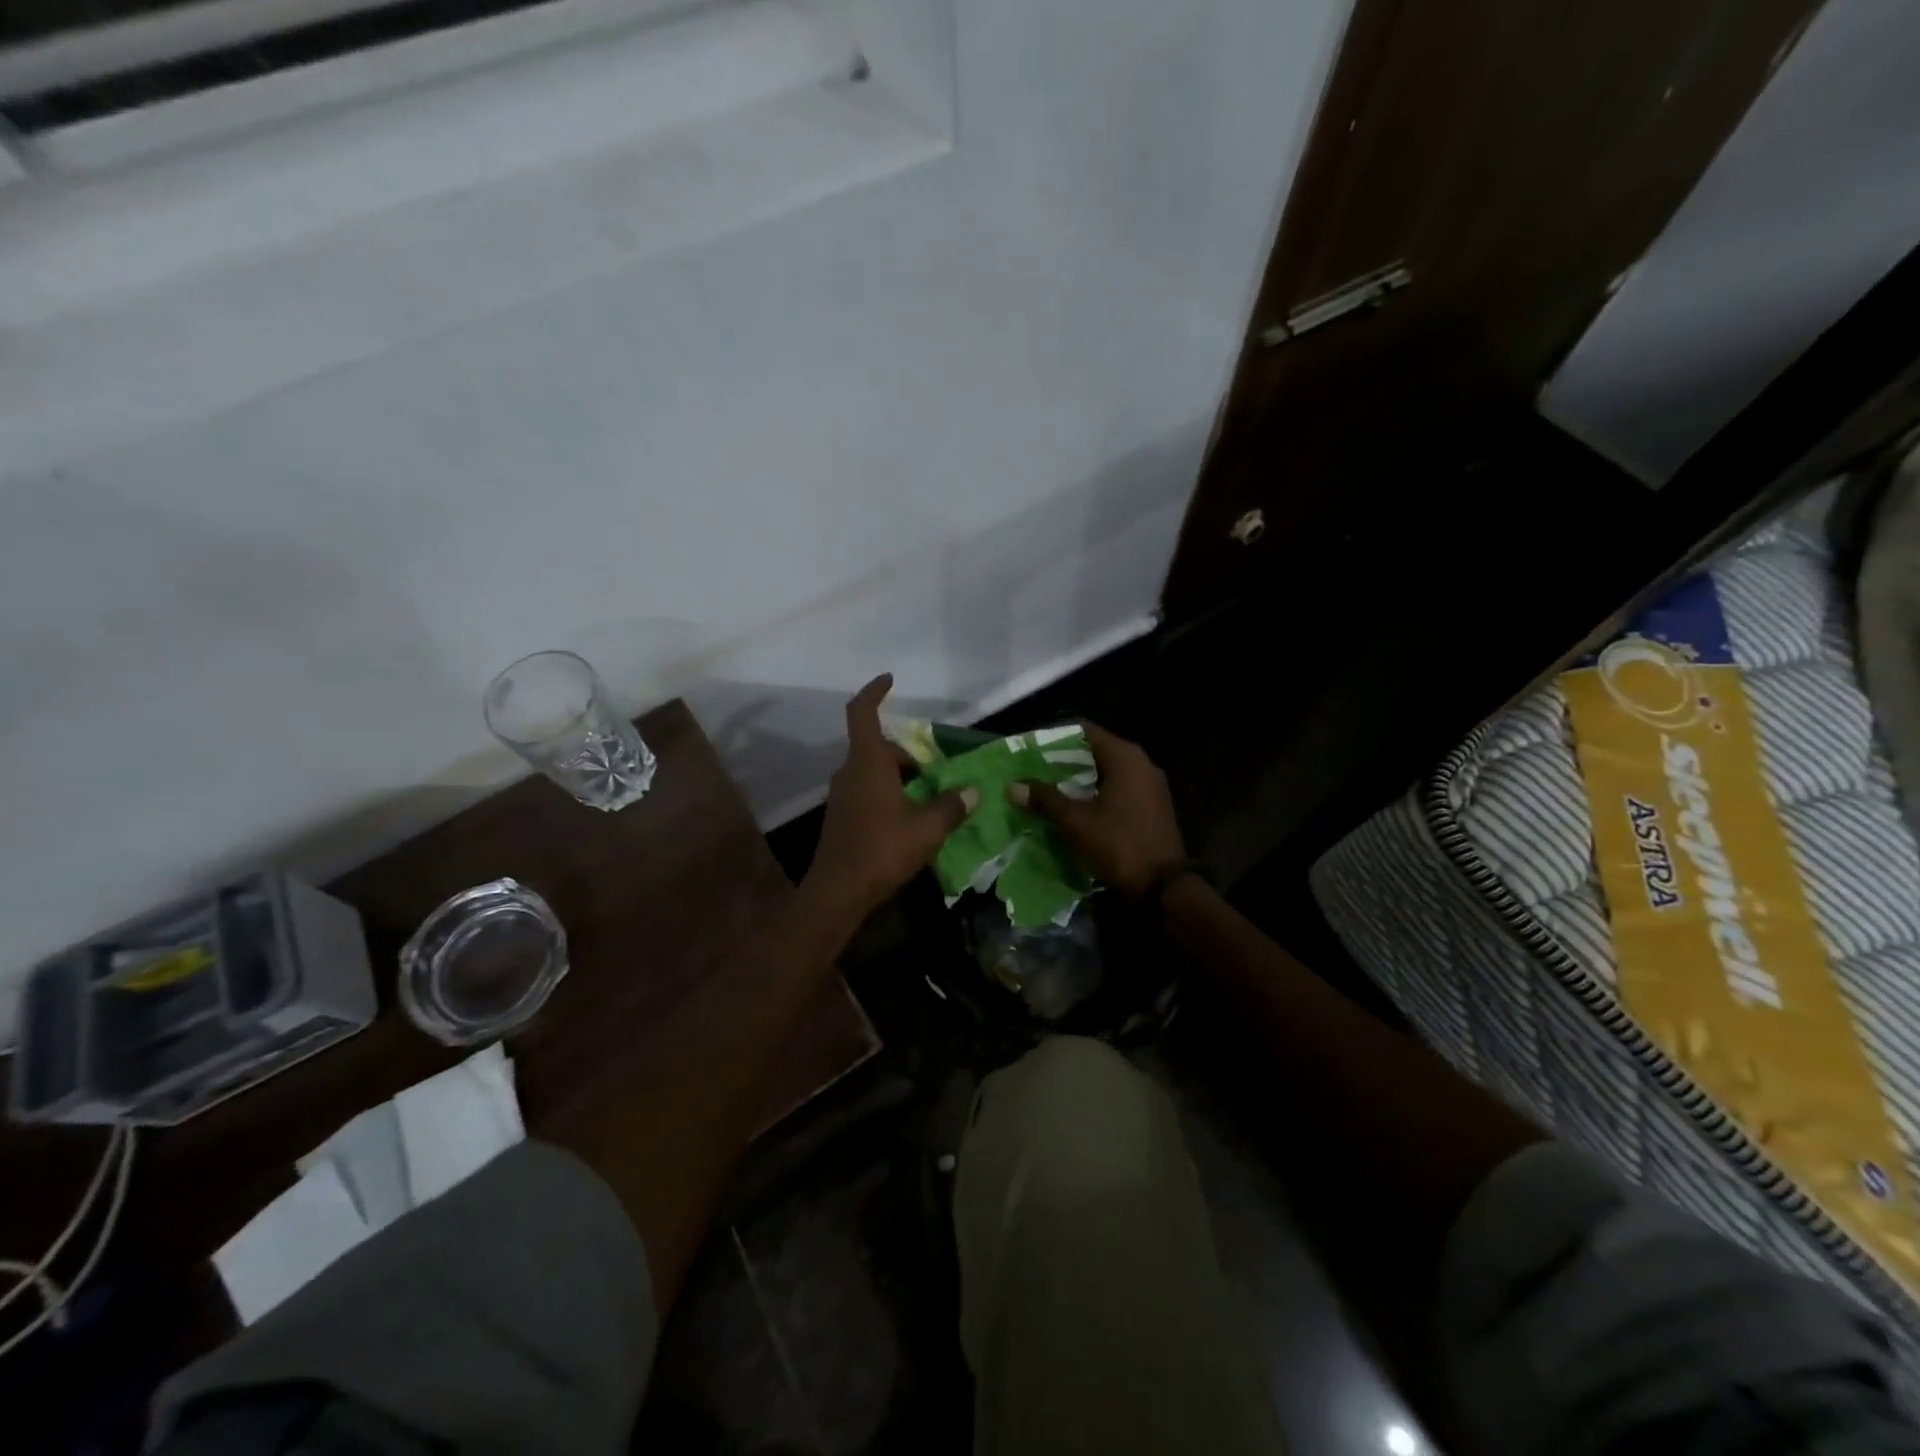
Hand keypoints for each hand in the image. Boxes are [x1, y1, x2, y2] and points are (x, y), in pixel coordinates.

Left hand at [803, 674, 977, 924]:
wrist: (837, 893)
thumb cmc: (882, 850)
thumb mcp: (927, 828)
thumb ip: (951, 806)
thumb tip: (971, 791)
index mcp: (867, 763)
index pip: (862, 713)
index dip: (874, 692)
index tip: (889, 680)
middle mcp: (850, 772)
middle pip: (877, 746)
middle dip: (907, 752)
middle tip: (937, 767)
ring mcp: (843, 796)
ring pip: (873, 771)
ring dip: (900, 775)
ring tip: (931, 794)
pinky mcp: (842, 817)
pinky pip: (868, 791)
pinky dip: (890, 793)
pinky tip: (911, 818)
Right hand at [1011, 723, 1185, 896]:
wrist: (1163, 887)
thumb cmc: (1118, 844)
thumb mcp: (1075, 821)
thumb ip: (1045, 799)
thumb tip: (1013, 786)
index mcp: (1125, 757)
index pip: (1085, 731)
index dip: (1056, 737)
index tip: (1031, 748)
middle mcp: (1141, 763)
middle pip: (1095, 750)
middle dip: (1064, 760)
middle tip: (1034, 770)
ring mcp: (1150, 785)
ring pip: (1107, 771)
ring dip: (1079, 778)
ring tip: (1048, 788)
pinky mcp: (1152, 805)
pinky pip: (1119, 788)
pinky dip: (1096, 792)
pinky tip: (1075, 806)